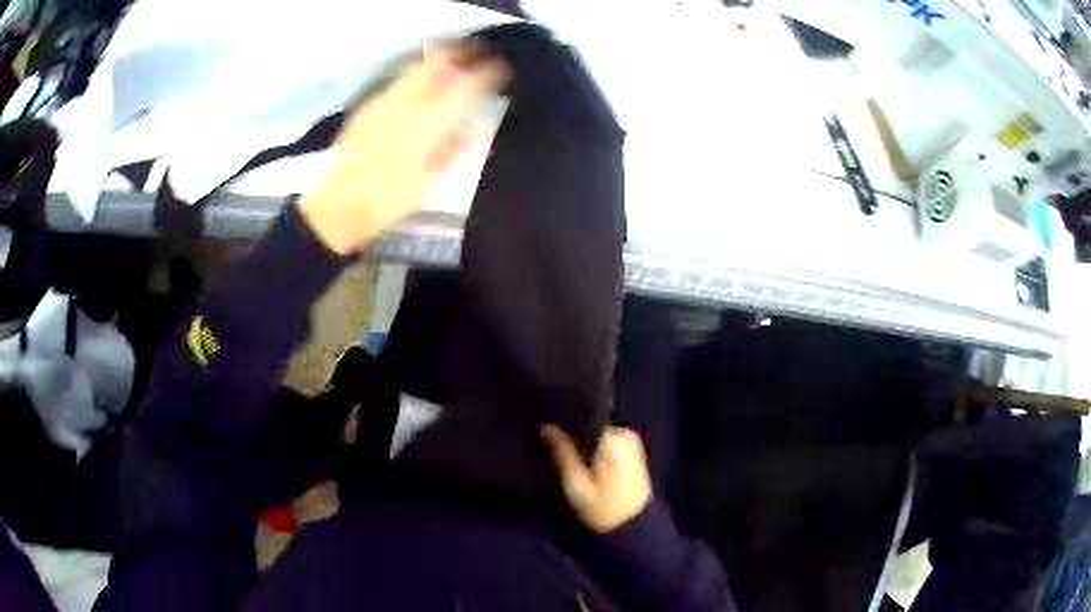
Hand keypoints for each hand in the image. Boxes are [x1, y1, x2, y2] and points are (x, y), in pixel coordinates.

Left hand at [300, 42, 509, 254]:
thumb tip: (476, 129)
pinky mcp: (367, 107)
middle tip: (477, 48)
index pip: (466, 87)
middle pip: (437, 64)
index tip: (502, 67)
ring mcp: (384, 101)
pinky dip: (415, 73)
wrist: (339, 206)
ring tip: (451, 57)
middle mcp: (406, 103)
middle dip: (460, 52)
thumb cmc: (389, 201)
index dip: (488, 74)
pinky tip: (419, 81)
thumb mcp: (430, 182)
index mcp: (428, 124)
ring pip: (414, 67)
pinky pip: (397, 80)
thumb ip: (455, 149)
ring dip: (436, 58)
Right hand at [542, 425, 652, 533]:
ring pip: (596, 432)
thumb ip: (563, 454)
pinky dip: (593, 447)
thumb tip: (547, 426)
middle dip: (572, 435)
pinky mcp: (631, 448)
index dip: (563, 425)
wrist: (632, 527)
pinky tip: (583, 461)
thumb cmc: (603, 510)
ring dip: (582, 442)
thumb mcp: (576, 486)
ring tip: (566, 456)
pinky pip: (605, 439)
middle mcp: (626, 434)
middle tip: (553, 449)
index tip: (545, 432)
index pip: (582, 419)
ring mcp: (631, 440)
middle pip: (589, 425)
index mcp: (615, 440)